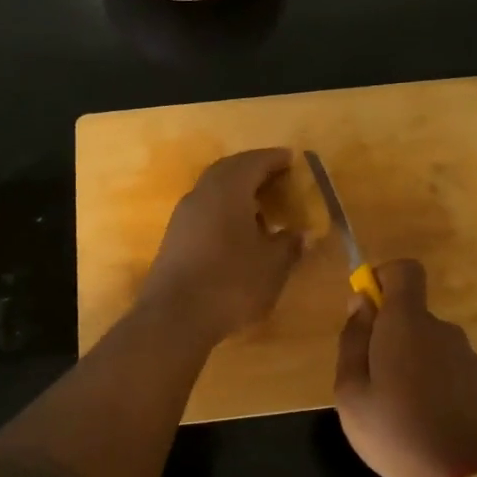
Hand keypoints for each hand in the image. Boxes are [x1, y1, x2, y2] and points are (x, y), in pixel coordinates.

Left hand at [138, 148, 304, 342]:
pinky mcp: (174, 237)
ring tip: (262, 207)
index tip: (292, 159)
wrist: (175, 316)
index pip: (254, 162)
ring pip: (213, 190)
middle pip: (229, 170)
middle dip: (253, 170)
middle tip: (277, 179)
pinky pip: (204, 210)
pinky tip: (238, 232)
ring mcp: (183, 215)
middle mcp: (202, 193)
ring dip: (237, 191)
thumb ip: (289, 244)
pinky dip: (224, 210)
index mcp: (228, 189)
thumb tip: (302, 234)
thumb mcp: (272, 265)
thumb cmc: (231, 282)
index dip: (275, 159)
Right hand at [333, 259, 476, 476]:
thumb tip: (360, 304)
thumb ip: (352, 340)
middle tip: (369, 378)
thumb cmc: (395, 431)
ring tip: (395, 408)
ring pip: (427, 343)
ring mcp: (467, 356)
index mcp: (408, 322)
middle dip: (387, 333)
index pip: (404, 270)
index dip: (382, 278)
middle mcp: (442, 329)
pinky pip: (446, 366)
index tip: (365, 310)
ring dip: (408, 361)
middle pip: (411, 313)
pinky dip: (431, 381)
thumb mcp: (350, 391)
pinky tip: (422, 420)